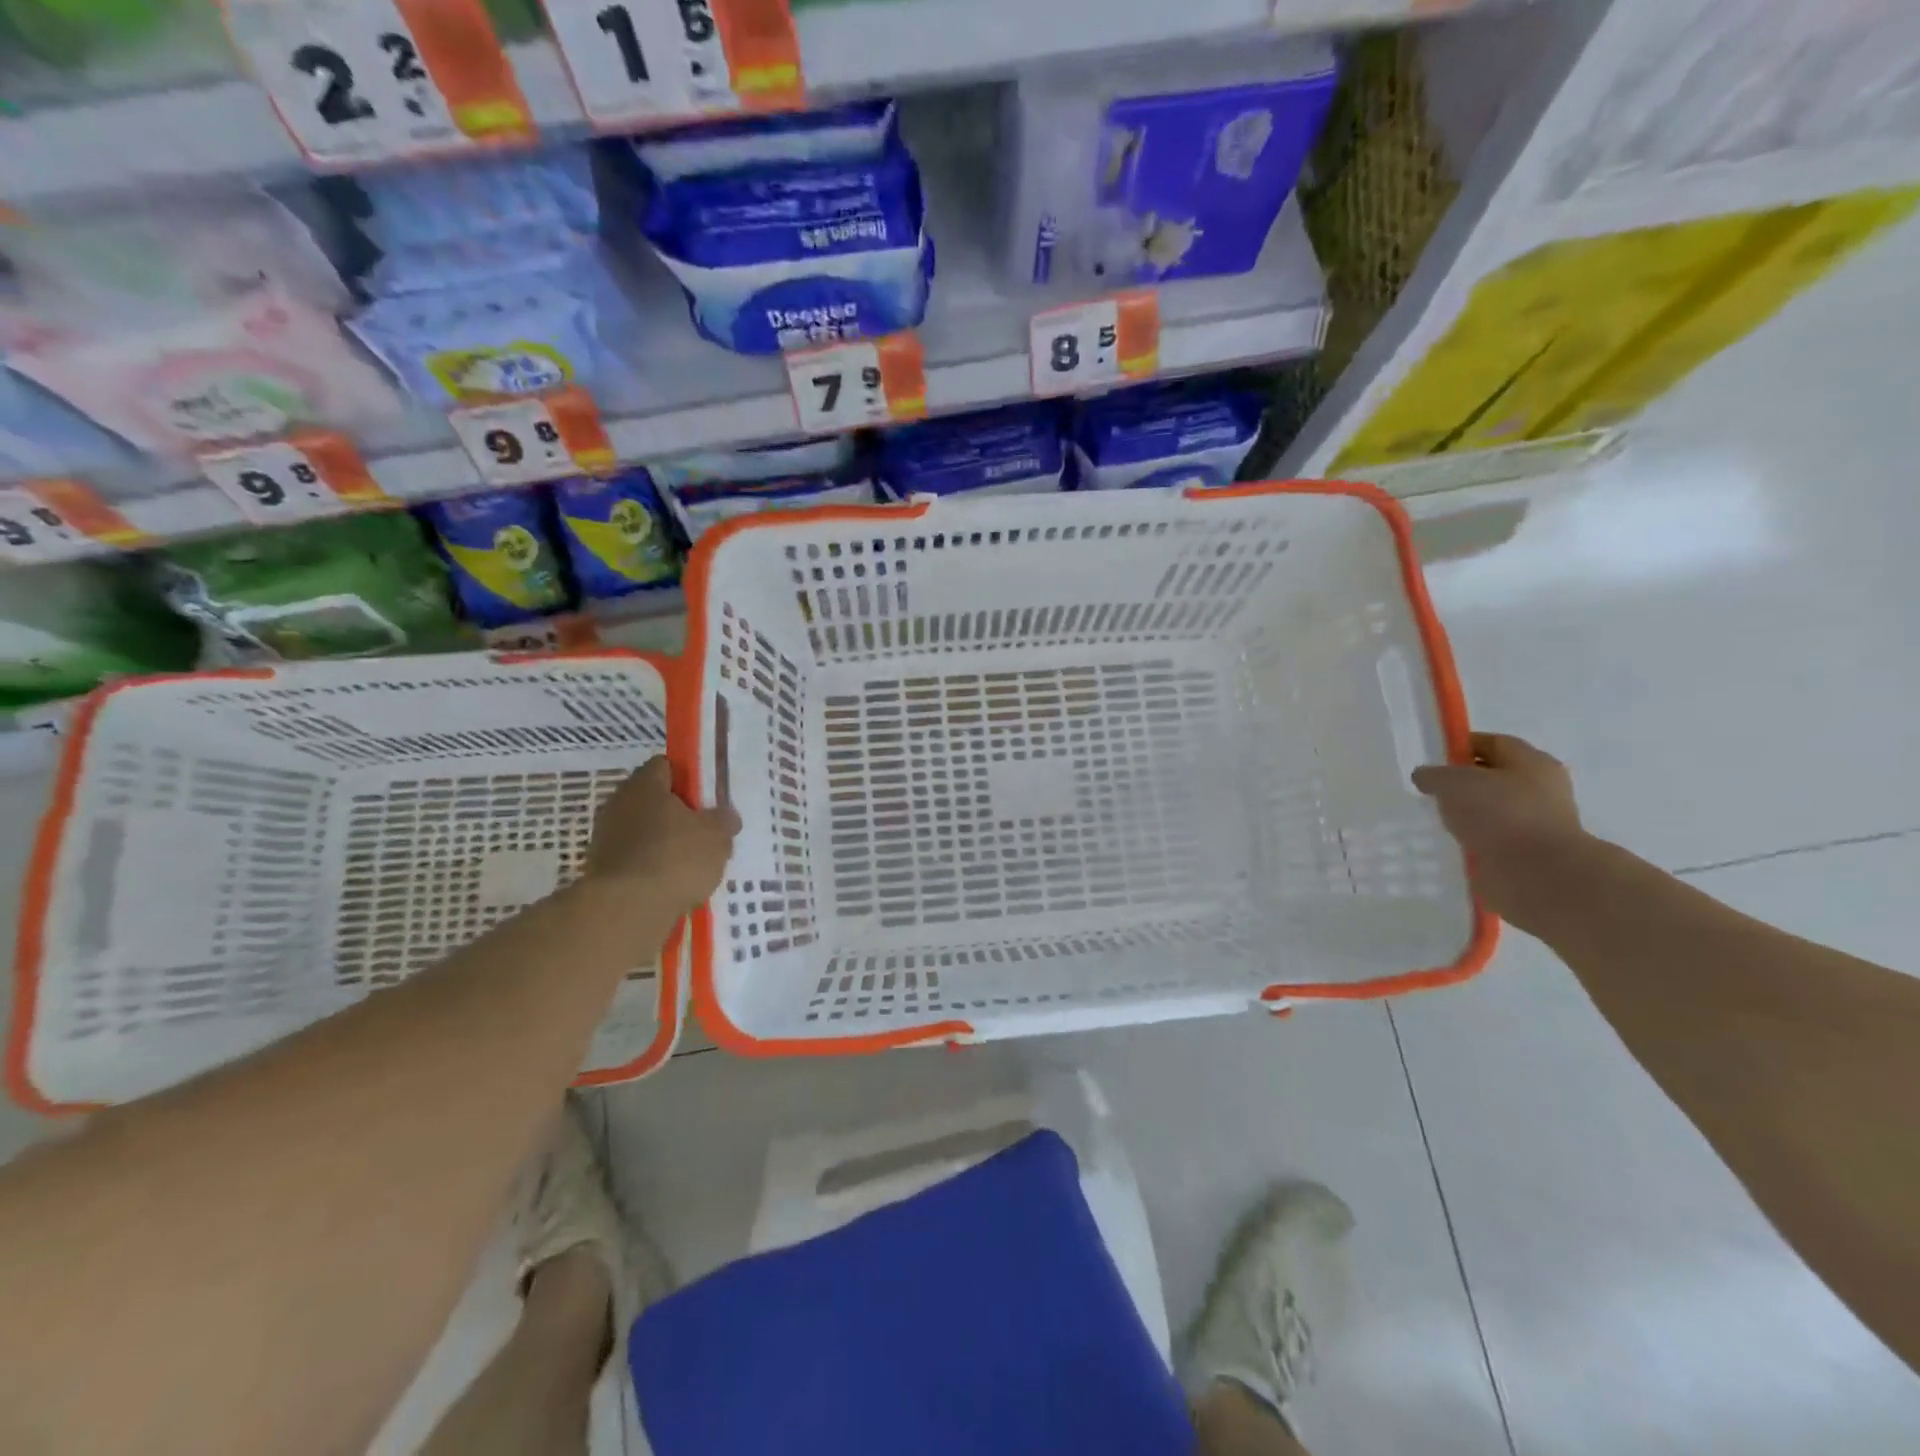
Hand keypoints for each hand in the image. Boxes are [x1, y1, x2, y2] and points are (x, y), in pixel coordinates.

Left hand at [584, 757, 740, 916]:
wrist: (626, 910)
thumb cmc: (675, 858)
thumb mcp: (717, 836)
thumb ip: (723, 820)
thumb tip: (725, 816)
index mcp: (645, 785)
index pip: (665, 766)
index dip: (688, 778)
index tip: (706, 797)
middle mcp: (618, 803)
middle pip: (651, 799)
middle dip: (675, 813)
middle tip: (702, 831)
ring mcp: (605, 837)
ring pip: (641, 831)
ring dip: (661, 842)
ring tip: (689, 863)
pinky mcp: (600, 869)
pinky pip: (633, 859)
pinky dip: (649, 867)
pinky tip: (669, 883)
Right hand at [1412, 732, 1589, 926]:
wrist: (1537, 874)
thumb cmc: (1500, 814)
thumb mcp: (1453, 782)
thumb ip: (1433, 775)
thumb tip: (1425, 777)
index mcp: (1531, 763)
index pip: (1492, 743)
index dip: (1460, 745)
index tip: (1431, 758)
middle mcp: (1539, 789)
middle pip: (1493, 777)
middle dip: (1461, 783)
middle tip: (1429, 791)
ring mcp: (1535, 824)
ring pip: (1490, 811)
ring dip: (1465, 815)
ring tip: (1435, 820)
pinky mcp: (1525, 854)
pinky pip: (1490, 840)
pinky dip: (1471, 841)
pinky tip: (1448, 844)